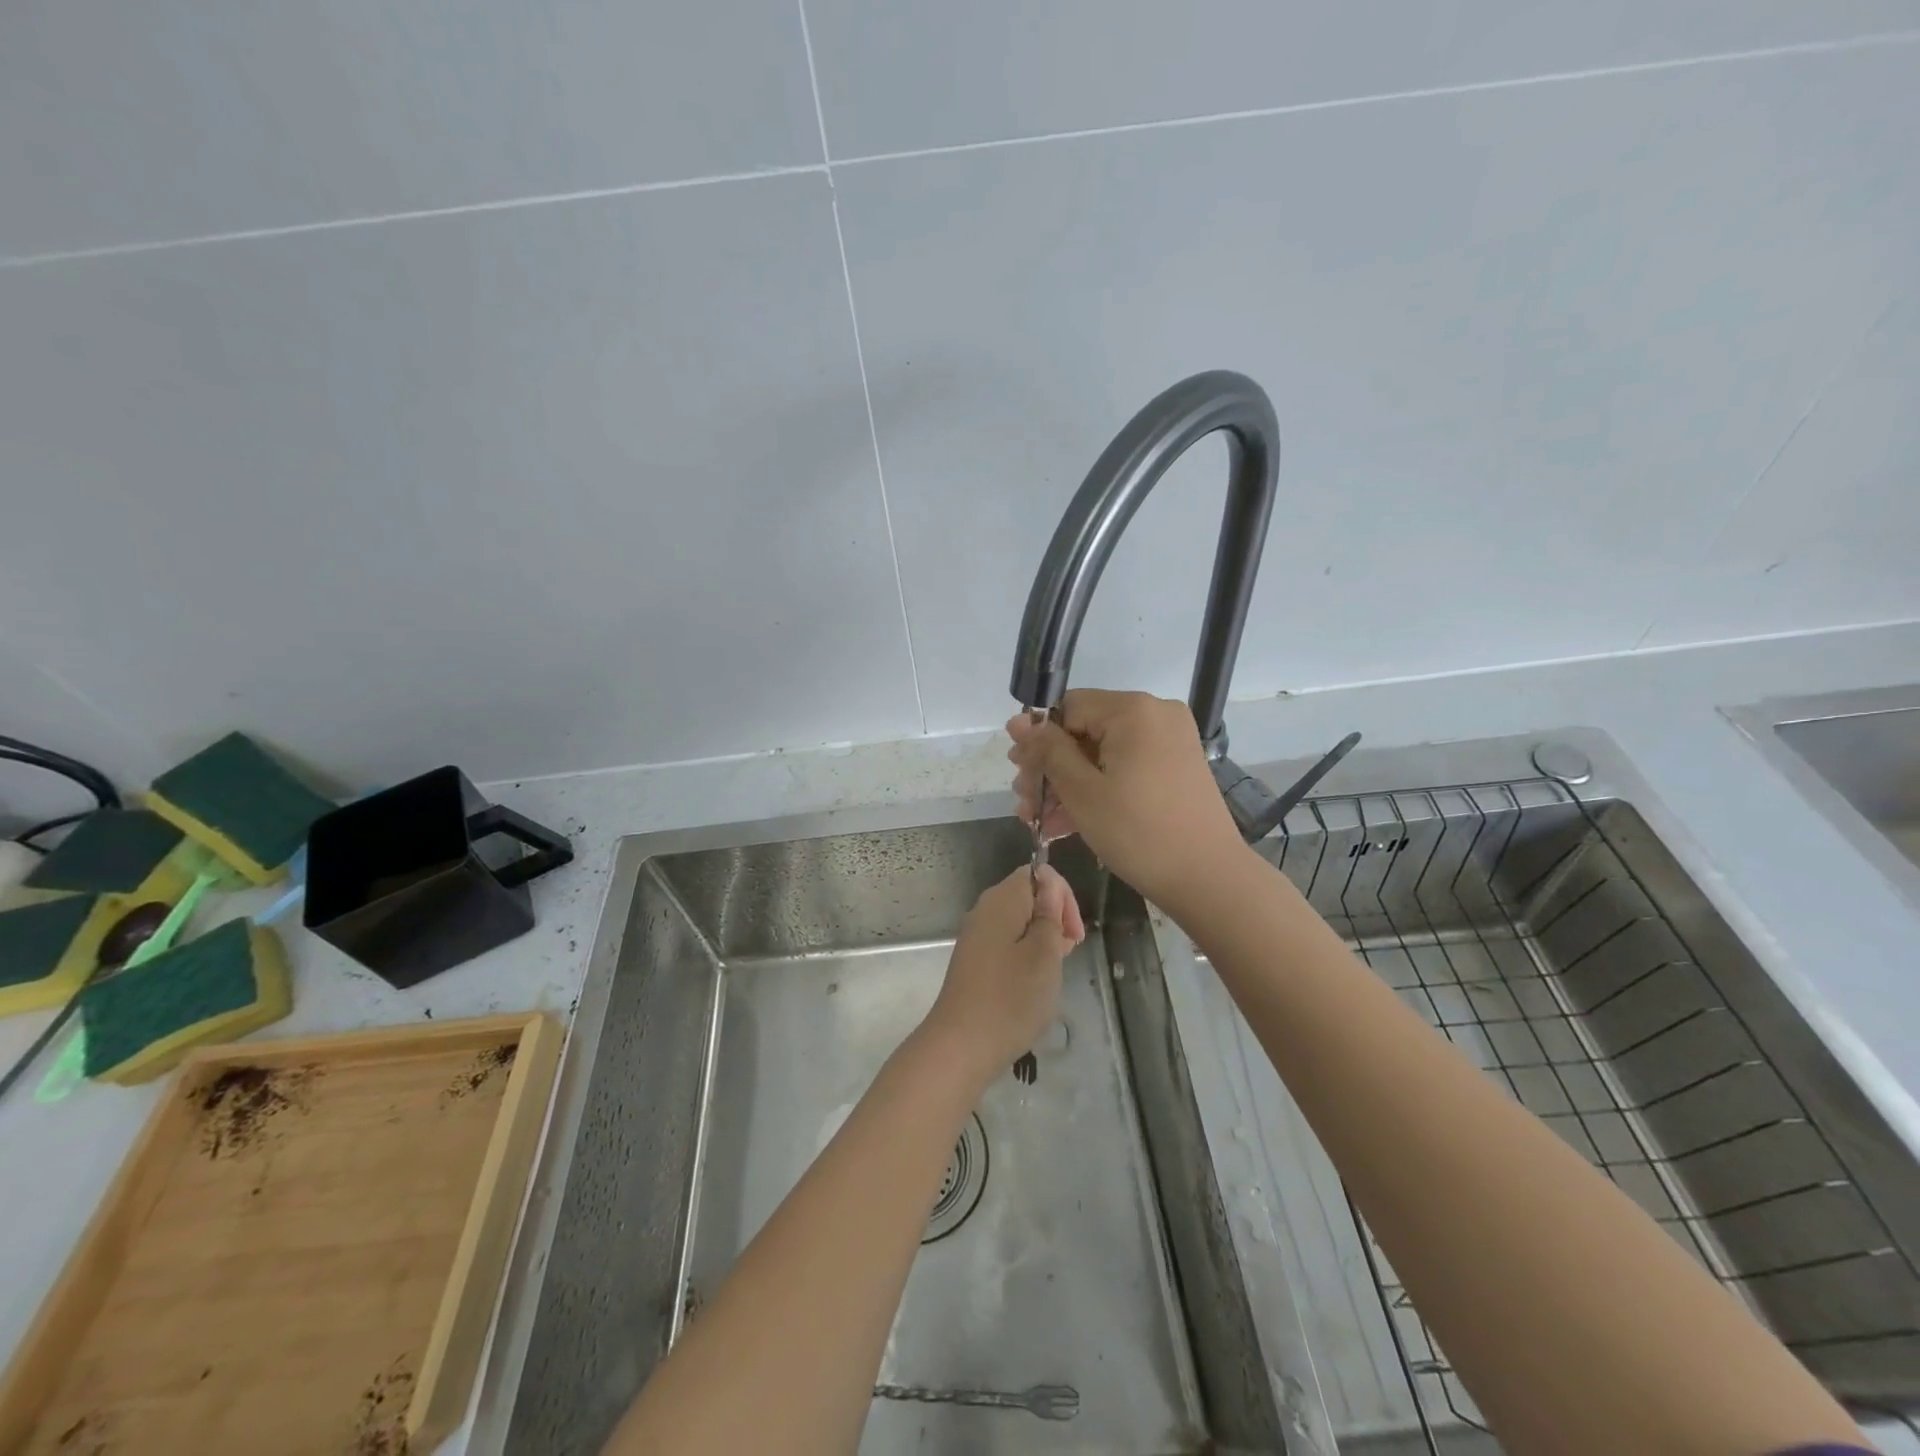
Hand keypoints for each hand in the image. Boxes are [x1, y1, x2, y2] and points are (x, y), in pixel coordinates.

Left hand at [921, 865, 1083, 1080]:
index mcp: (1001, 900)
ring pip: (1019, 922)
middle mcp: (985, 910)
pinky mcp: (975, 961)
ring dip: (1042, 939)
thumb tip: (1050, 884)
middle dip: (1054, 917)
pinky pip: (1007, 943)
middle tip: (1068, 953)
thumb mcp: (1044, 954)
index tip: (1073, 934)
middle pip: (1027, 896)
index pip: (1037, 874)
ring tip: (1054, 971)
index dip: (1062, 896)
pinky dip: (1026, 954)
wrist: (961, 1046)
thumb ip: (1049, 914)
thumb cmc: (1011, 998)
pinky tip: (1033, 981)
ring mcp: (976, 936)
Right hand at [1007, 689, 1246, 910]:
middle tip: (1025, 801)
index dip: (1038, 739)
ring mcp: (1169, 741)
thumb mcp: (1082, 791)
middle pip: (1084, 730)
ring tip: (1038, 817)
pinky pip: (1124, 767)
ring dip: (1068, 783)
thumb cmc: (1138, 831)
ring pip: (1102, 753)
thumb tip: (1018, 721)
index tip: (1018, 773)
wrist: (1207, 878)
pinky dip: (1097, 788)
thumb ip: (1048, 751)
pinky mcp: (1174, 767)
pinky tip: (1065, 821)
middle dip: (1050, 767)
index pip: (1067, 707)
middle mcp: (1154, 714)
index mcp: (1133, 710)